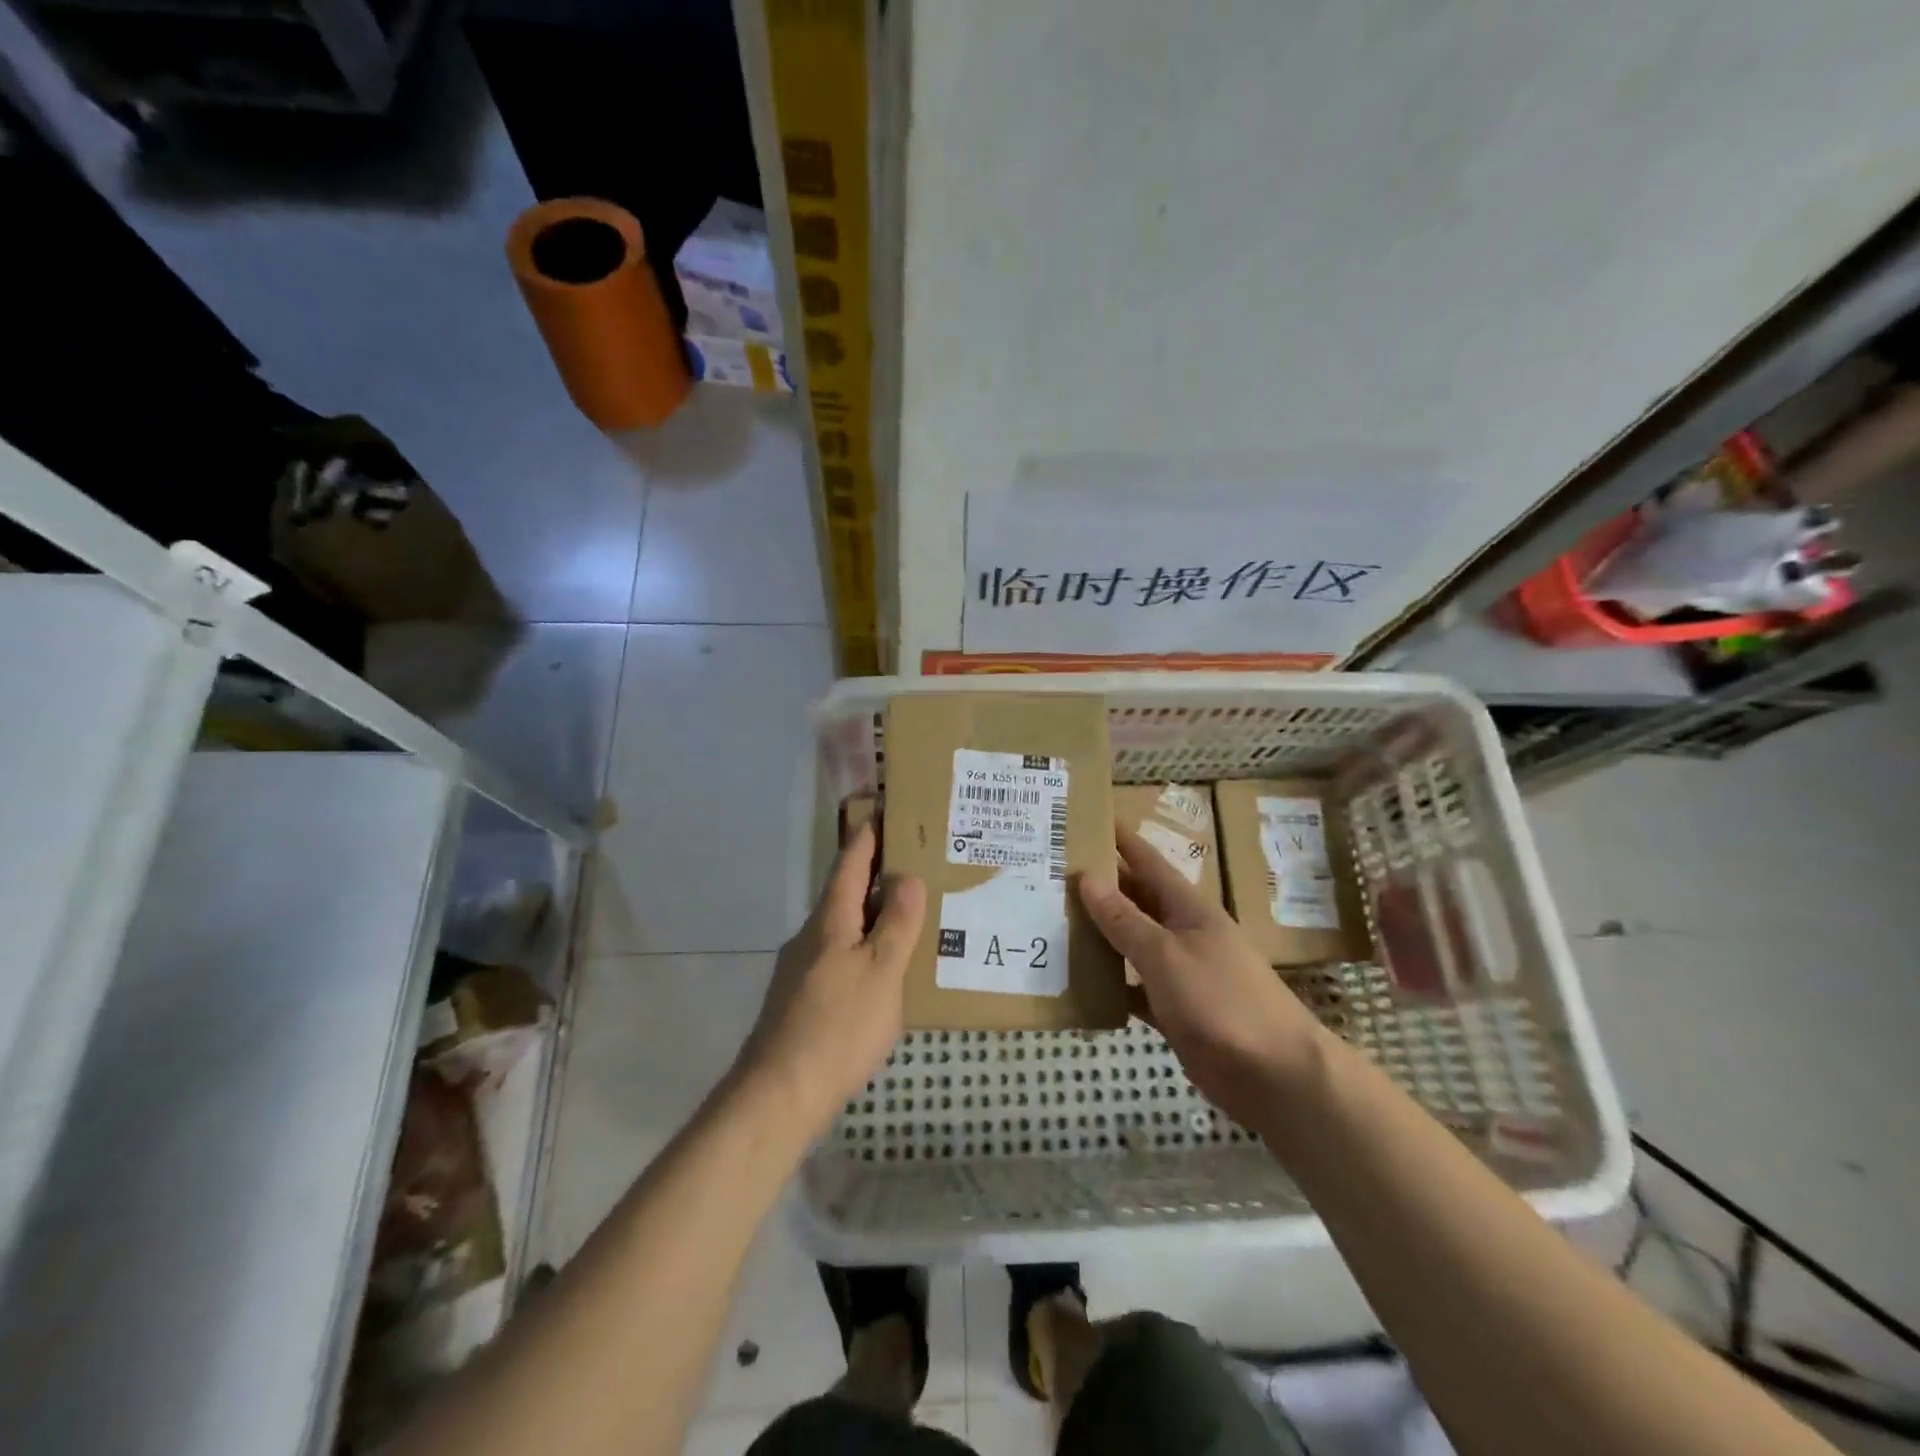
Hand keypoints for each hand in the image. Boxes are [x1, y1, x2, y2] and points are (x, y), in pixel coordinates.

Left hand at [737, 822, 925, 1131]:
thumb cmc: (838, 1026)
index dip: (868, 835)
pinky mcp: (800, 998)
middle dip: (875, 873)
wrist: (779, 1093)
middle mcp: (810, 935)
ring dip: (871, 913)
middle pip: (844, 892)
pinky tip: (881, 969)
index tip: (883, 807)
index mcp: (830, 919)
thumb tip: (906, 875)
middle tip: (914, 862)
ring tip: (907, 914)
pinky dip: (862, 946)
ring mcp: (800, 968)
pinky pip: (838, 956)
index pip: (850, 862)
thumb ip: (897, 924)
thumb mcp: (881, 971)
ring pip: (841, 926)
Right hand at [1079, 822, 1328, 1129]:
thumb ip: (1124, 919)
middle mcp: (1182, 931)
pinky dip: (1109, 983)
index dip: (1119, 839)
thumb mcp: (1165, 955)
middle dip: (1098, 885)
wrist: (1274, 1074)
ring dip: (1098, 934)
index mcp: (1187, 907)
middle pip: (1134, 899)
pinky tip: (1077, 982)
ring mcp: (1179, 971)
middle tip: (1049, 871)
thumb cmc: (1220, 1000)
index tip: (1086, 819)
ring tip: (1051, 920)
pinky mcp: (1174, 1008)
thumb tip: (1088, 877)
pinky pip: (1132, 986)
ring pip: (1130, 942)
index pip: (1146, 861)